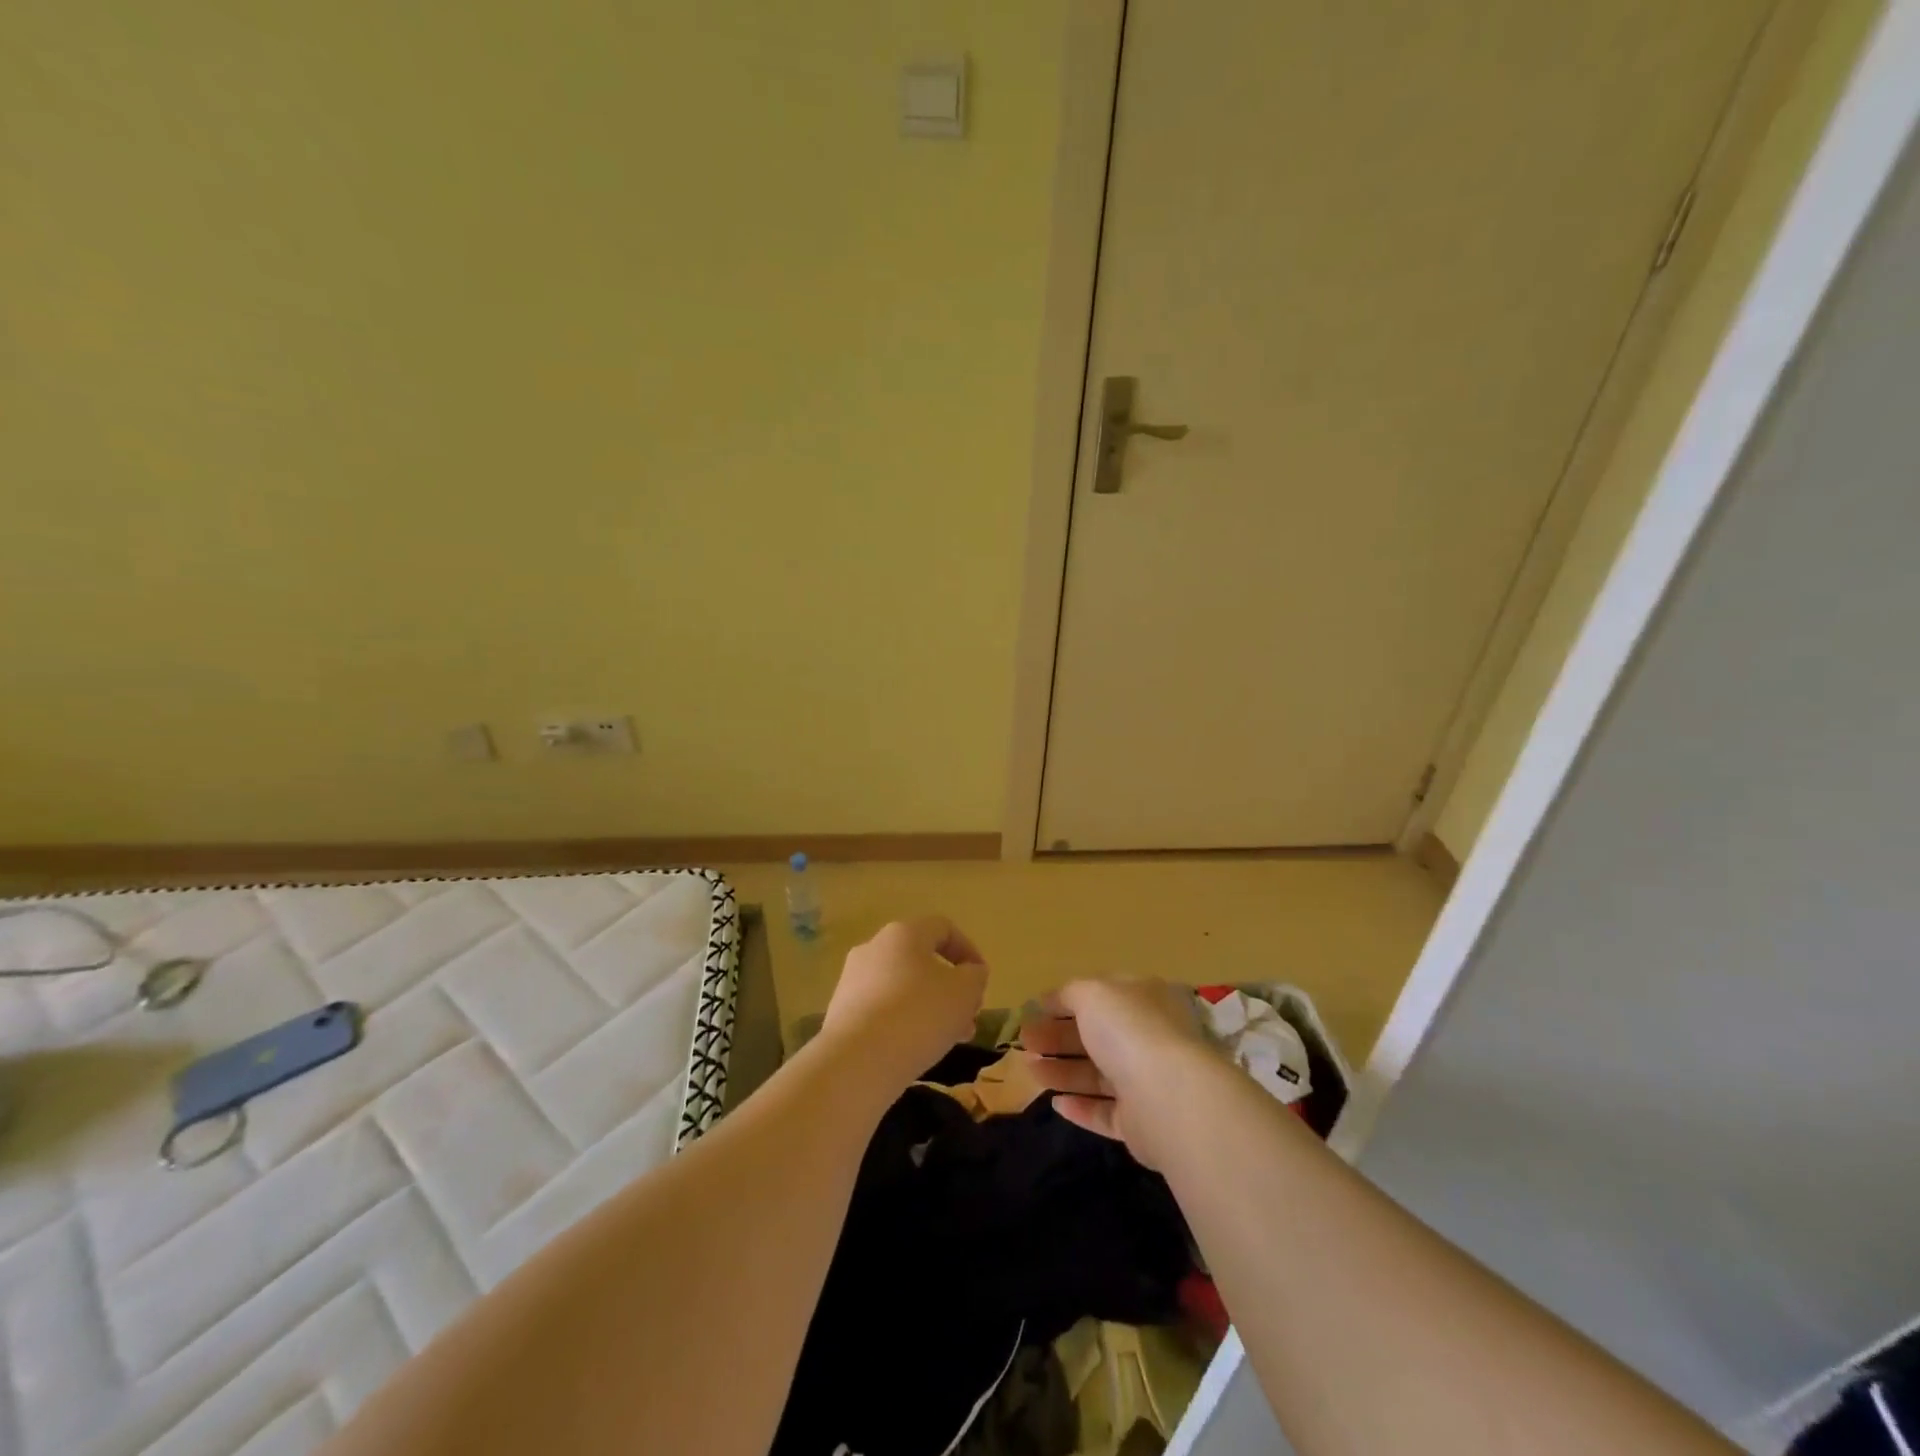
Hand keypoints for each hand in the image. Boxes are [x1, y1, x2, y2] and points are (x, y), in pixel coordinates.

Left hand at [820, 917, 988, 1088]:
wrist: (856, 1061)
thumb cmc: (919, 1015)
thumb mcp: (964, 992)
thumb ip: (975, 976)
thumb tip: (970, 973)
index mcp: (904, 933)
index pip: (943, 928)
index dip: (968, 950)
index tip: (981, 980)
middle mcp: (874, 948)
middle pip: (921, 960)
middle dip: (950, 988)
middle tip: (968, 1019)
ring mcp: (852, 979)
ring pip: (901, 987)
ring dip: (929, 1008)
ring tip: (947, 1041)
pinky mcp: (840, 1011)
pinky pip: (881, 1009)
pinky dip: (902, 1022)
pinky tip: (914, 1050)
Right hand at [1019, 979, 1217, 1167]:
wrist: (1168, 1096)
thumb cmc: (1129, 1030)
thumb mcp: (1092, 993)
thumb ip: (1069, 993)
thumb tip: (1051, 999)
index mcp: (1144, 999)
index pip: (1102, 995)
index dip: (1066, 1001)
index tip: (1034, 1010)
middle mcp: (1149, 1037)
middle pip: (1096, 1036)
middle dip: (1058, 1037)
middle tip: (1025, 1042)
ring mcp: (1147, 1082)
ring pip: (1098, 1074)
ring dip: (1062, 1071)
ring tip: (1029, 1070)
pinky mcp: (1141, 1123)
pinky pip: (1105, 1112)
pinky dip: (1080, 1107)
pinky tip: (1055, 1104)